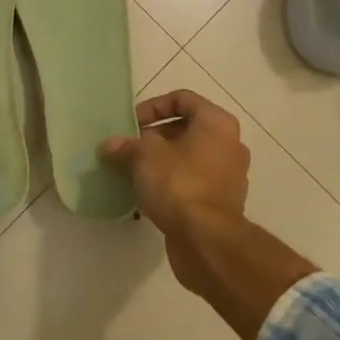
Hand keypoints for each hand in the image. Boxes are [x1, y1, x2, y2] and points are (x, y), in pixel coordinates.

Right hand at [101, 91, 248, 290]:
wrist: (207, 241)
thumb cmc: (178, 183)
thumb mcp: (143, 156)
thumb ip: (125, 145)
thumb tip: (110, 146)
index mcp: (216, 123)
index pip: (182, 99)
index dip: (153, 106)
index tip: (132, 124)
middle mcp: (229, 144)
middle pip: (186, 128)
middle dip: (155, 137)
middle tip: (130, 148)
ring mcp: (229, 175)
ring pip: (189, 157)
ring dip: (162, 161)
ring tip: (135, 171)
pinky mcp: (222, 203)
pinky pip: (193, 181)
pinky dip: (172, 183)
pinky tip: (148, 194)